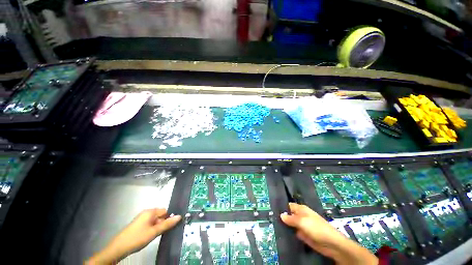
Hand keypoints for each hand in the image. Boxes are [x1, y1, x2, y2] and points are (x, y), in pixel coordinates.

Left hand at [86, 208, 180, 264]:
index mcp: (150, 211)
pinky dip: (152, 229)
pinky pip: (150, 224)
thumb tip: (180, 216)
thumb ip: (167, 224)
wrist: (118, 248)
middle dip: (163, 223)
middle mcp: (146, 213)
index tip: (172, 226)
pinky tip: (150, 236)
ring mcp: (142, 219)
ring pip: (155, 221)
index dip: (169, 218)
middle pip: (160, 215)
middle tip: (163, 232)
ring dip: (158, 227)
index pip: (165, 211)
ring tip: (156, 235)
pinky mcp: (138, 225)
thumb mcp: (154, 232)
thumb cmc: (137, 238)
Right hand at [280, 203, 376, 264]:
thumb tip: (281, 215)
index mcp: (301, 209)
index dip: (281, 207)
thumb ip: (291, 218)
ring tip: (273, 226)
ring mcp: (302, 226)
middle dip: (282, 217)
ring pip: (290, 224)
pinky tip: (281, 234)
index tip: (271, 210)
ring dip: (285, 226)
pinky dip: (289, 233)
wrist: (331, 244)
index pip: (288, 206)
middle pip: (289, 215)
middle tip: (271, 219)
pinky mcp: (303, 235)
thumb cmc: (317, 228)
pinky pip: (294, 233)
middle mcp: (300, 216)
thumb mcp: (303, 221)